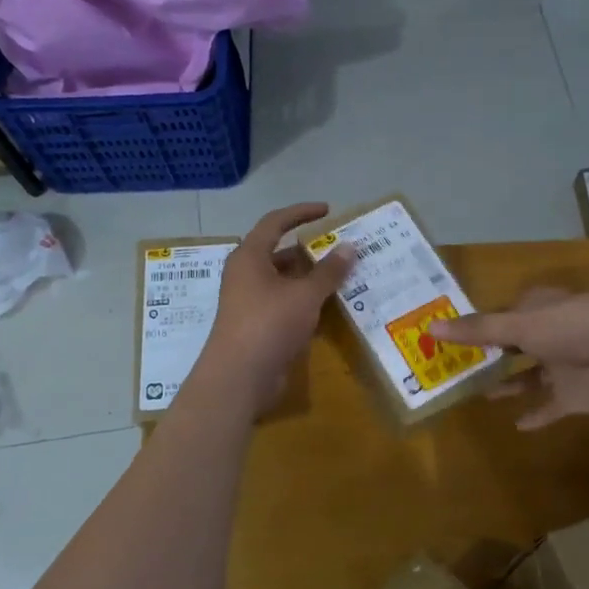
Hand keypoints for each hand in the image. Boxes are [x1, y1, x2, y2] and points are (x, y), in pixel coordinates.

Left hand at [201, 203, 352, 409]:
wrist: (238, 377)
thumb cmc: (269, 324)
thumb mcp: (305, 295)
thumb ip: (329, 271)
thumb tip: (350, 246)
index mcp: (250, 257)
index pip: (275, 222)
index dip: (301, 212)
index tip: (328, 210)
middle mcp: (245, 274)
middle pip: (279, 252)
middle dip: (310, 250)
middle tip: (340, 250)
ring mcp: (249, 301)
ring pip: (283, 280)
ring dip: (309, 278)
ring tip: (342, 277)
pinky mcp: (256, 325)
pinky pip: (284, 303)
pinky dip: (304, 301)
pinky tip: (328, 308)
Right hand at [429, 288, 588, 428]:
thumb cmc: (576, 326)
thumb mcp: (522, 325)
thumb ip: (479, 330)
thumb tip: (430, 328)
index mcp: (542, 308)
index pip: (509, 311)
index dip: (485, 322)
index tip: (457, 334)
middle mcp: (552, 334)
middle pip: (518, 344)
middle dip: (494, 354)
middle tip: (460, 367)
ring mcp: (566, 366)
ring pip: (532, 376)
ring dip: (511, 385)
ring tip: (481, 394)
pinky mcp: (578, 395)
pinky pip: (552, 406)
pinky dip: (537, 415)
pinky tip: (516, 426)